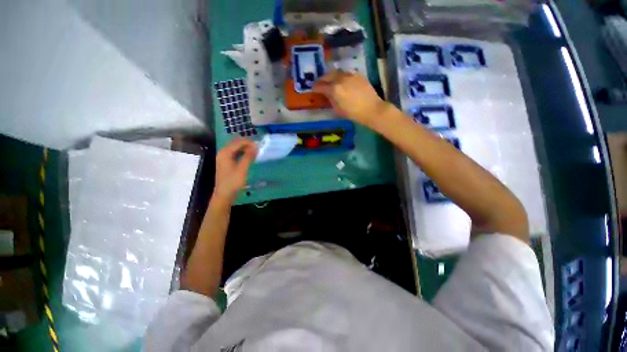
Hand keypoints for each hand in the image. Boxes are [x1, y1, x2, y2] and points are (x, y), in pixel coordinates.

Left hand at [213, 139, 257, 201]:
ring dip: (246, 149)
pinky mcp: (226, 162)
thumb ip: (249, 156)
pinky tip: (249, 157)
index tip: (260, 146)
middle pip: (236, 143)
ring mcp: (224, 157)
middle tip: (259, 149)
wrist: (224, 195)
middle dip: (248, 144)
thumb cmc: (233, 182)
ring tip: (256, 152)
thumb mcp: (242, 169)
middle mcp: (223, 152)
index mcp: (225, 152)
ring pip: (236, 148)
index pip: (239, 142)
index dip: (250, 143)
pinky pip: (235, 154)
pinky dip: (243, 153)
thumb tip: (256, 146)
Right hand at [313, 71, 387, 125]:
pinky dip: (341, 76)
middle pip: (327, 76)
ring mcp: (350, 75)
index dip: (316, 88)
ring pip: (337, 72)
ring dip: (331, 76)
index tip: (313, 89)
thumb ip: (331, 100)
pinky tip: (342, 81)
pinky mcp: (357, 75)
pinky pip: (346, 73)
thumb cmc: (354, 113)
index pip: (321, 86)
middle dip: (322, 79)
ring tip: (330, 81)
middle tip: (320, 83)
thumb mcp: (338, 110)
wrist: (372, 109)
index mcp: (334, 89)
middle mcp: (340, 79)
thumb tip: (327, 95)